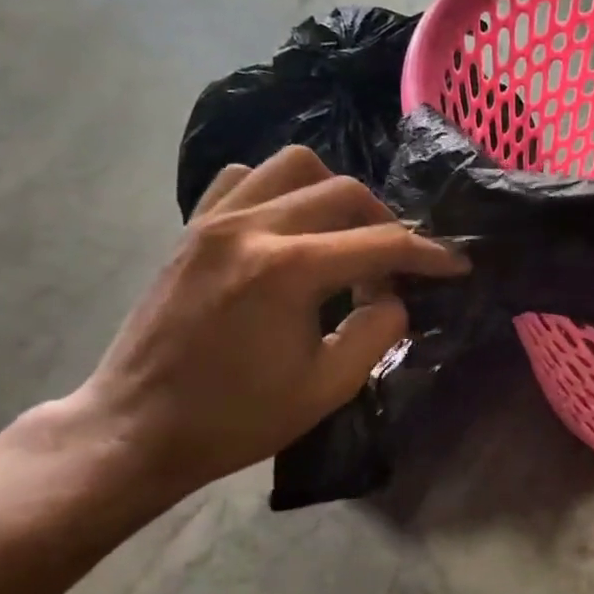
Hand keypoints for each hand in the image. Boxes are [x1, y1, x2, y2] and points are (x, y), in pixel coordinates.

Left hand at [70, 146, 466, 499]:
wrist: (135, 428)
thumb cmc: (237, 417)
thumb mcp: (329, 386)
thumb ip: (379, 330)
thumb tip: (395, 295)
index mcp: (288, 270)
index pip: (382, 243)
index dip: (429, 253)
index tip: (457, 264)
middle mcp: (251, 228)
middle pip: (345, 191)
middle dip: (386, 223)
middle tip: (395, 265)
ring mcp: (214, 220)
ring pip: (295, 165)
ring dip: (334, 193)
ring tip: (344, 235)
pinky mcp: (191, 227)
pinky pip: (245, 177)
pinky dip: (280, 190)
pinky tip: (289, 226)